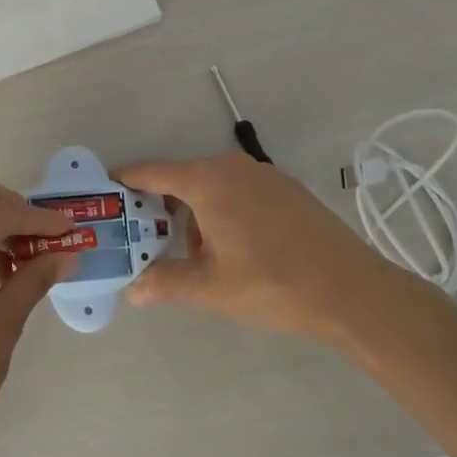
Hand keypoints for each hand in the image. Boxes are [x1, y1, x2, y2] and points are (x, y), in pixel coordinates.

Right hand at [117, 150, 408, 347]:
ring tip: (192, 253)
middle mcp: (231, 166)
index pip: (151, 171)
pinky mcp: (285, 187)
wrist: (351, 289)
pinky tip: (231, 246)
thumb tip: (133, 290)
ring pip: (211, 184)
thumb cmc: (271, 283)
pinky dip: (221, 209)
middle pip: (181, 177)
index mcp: (207, 181)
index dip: (125, 180)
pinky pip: (237, 189)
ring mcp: (263, 174)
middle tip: (143, 235)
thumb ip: (165, 282)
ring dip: (193, 211)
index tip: (105, 192)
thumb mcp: (211, 287)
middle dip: (159, 205)